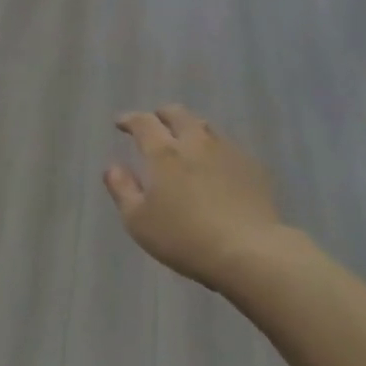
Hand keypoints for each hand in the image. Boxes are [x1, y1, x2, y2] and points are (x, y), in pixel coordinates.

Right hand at [104, 105, 283, 290]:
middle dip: (162, 114)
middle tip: (154, 123)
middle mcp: (195, 143)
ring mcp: (227, 151)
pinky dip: (214, 147)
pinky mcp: (252, 166)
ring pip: (205, 126)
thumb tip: (113, 167)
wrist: (249, 250)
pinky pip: (228, 145)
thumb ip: (122, 190)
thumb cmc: (184, 238)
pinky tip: (215, 163)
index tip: (121, 123)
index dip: (130, 119)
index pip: (143, 123)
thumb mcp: (139, 221)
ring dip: (190, 127)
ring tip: (185, 139)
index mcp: (164, 153)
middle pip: (178, 114)